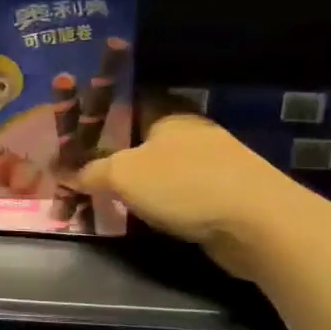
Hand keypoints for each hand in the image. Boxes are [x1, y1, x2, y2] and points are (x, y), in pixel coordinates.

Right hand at [75, 115, 322, 279]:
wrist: (260, 225)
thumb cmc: (185, 185)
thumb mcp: (123, 175)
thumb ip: (91, 172)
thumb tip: (70, 175)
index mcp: (169, 115)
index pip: (129, 103)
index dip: (101, 116)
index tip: (74, 134)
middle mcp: (190, 134)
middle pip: (141, 139)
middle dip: (112, 155)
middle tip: (80, 172)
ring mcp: (211, 165)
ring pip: (159, 169)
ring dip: (135, 184)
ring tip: (103, 199)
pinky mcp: (222, 196)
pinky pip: (177, 195)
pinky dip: (157, 204)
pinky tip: (139, 218)